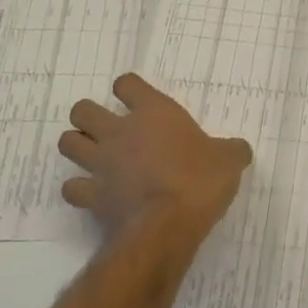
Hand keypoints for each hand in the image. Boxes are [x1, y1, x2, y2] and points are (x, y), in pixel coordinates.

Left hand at [59, 73, 251, 240]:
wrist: (167, 224)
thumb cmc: (200, 181)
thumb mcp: (230, 160)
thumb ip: (231, 150)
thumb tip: (239, 149)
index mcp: (153, 112)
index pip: (127, 83)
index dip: (129, 90)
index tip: (138, 101)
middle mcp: (119, 131)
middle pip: (82, 110)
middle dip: (89, 117)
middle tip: (108, 130)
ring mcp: (100, 163)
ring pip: (67, 143)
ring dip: (77, 147)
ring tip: (94, 157)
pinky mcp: (91, 195)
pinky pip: (71, 187)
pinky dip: (78, 189)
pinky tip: (92, 193)